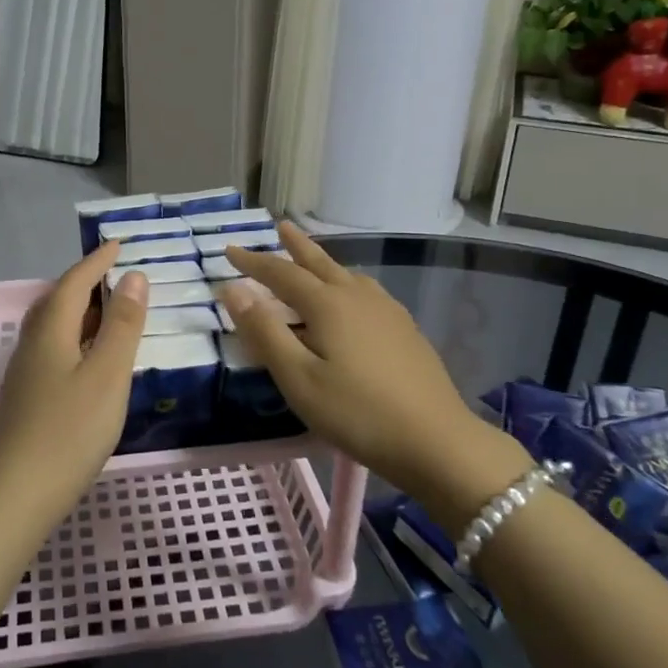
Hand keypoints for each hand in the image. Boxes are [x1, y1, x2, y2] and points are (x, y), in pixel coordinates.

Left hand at [0, 243, 148, 522]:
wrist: (18, 494)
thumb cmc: (70, 430)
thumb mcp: (108, 373)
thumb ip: (122, 324)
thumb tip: (134, 277)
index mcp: (50, 331)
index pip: (73, 282)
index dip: (96, 262)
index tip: (118, 245)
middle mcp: (31, 344)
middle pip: (56, 301)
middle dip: (84, 283)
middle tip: (113, 275)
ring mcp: (24, 372)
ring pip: (51, 327)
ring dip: (77, 311)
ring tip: (104, 312)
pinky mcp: (25, 397)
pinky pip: (50, 348)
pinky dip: (72, 337)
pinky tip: (86, 358)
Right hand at [219, 223, 529, 517]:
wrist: (437, 441)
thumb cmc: (357, 412)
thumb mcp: (298, 378)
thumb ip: (265, 332)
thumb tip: (233, 290)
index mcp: (328, 304)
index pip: (281, 273)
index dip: (253, 262)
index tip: (229, 250)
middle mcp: (357, 297)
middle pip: (320, 263)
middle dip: (295, 246)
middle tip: (280, 226)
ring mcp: (387, 311)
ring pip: (347, 274)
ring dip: (323, 262)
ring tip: (312, 259)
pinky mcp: (405, 330)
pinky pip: (365, 291)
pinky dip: (346, 282)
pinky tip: (353, 298)